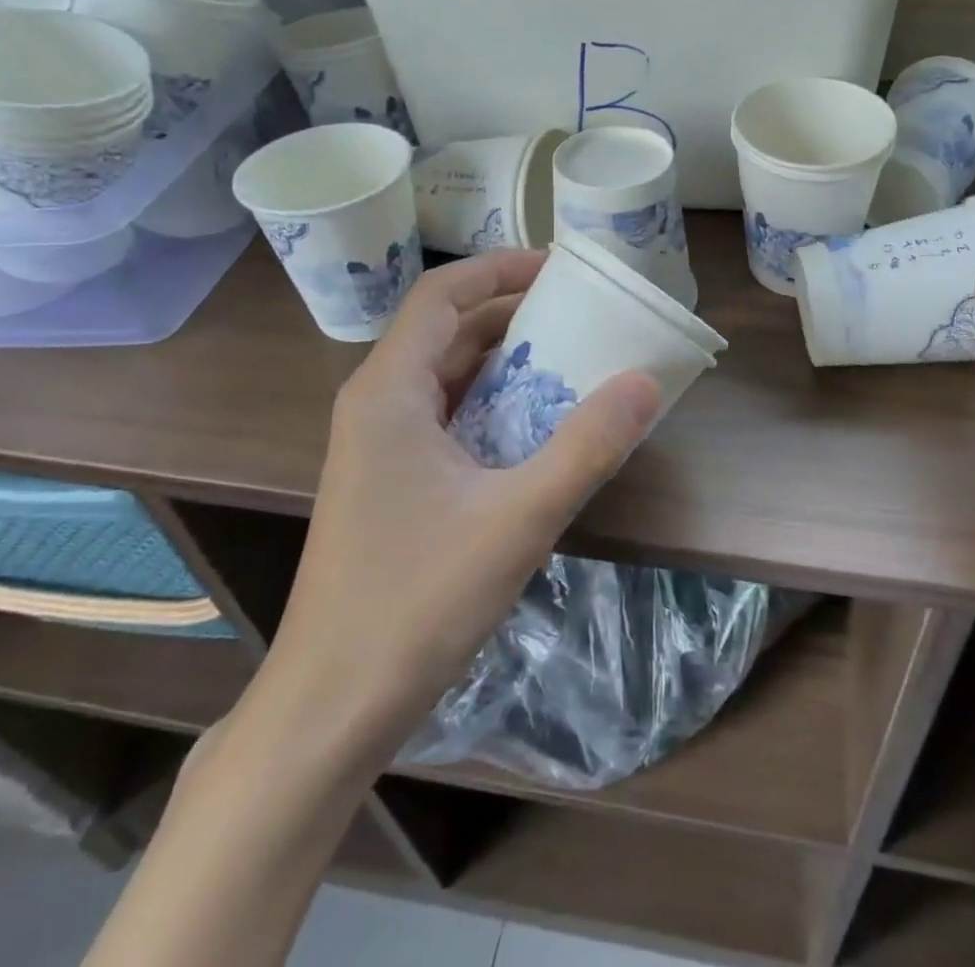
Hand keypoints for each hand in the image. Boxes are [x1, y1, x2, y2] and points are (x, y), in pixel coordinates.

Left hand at [253, 250, 660, 775]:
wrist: (330, 707)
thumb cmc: (415, 602)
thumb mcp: (518, 518)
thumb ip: (587, 446)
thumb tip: (645, 382)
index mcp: (388, 391)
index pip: (442, 295)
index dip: (500, 268)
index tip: (560, 268)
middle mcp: (375, 404)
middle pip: (445, 328)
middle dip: (510, 310)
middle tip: (579, 312)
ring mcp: (376, 445)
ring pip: (445, 373)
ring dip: (503, 357)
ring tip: (569, 357)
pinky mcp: (387, 481)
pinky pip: (443, 413)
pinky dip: (490, 400)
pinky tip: (534, 424)